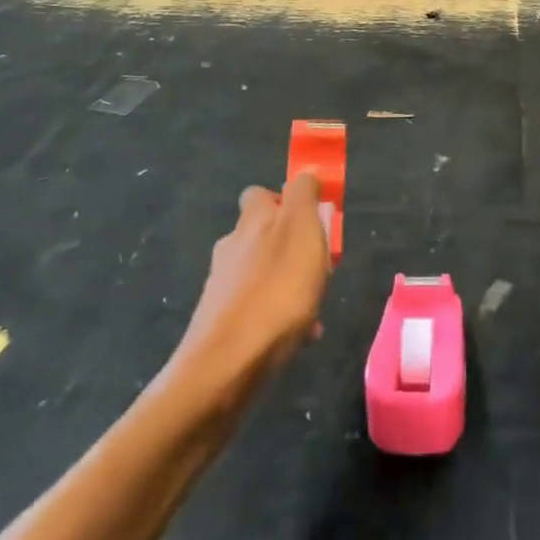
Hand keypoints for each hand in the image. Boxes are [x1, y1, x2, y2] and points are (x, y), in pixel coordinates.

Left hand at [174, 172, 331, 388]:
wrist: (228, 365)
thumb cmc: (277, 291)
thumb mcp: (302, 231)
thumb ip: (304, 196)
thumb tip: (303, 174)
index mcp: (252, 221)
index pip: (261, 194)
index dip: (285, 201)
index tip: (311, 220)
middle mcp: (232, 246)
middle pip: (262, 235)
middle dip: (290, 247)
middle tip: (319, 268)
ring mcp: (222, 285)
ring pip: (262, 273)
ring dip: (288, 283)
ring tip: (314, 308)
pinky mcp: (220, 322)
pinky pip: (258, 308)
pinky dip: (278, 315)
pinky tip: (299, 336)